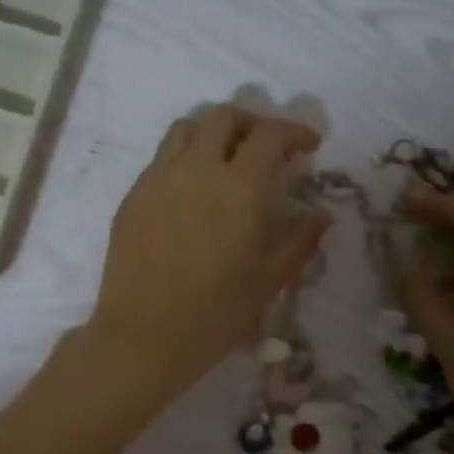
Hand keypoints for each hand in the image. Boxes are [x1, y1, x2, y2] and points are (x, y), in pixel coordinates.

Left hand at [85, 106, 330, 402]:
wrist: (142, 337)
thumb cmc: (215, 314)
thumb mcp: (269, 281)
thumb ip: (300, 240)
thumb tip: (321, 214)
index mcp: (238, 187)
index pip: (270, 134)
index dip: (295, 131)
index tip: (309, 145)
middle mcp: (196, 169)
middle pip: (223, 117)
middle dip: (253, 123)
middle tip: (268, 148)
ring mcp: (157, 178)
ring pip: (186, 128)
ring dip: (213, 131)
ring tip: (227, 158)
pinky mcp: (132, 196)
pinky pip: (161, 158)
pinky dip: (184, 156)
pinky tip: (193, 189)